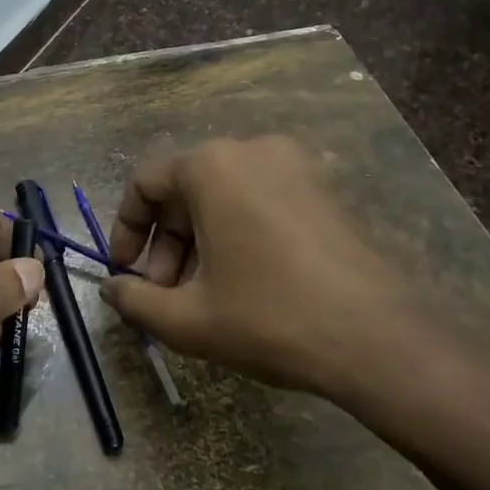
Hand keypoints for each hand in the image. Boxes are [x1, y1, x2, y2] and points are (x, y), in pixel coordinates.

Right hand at [100, 137, 438, 411]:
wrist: (378, 339)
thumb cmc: (269, 317)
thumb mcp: (187, 318)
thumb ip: (134, 300)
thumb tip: (111, 289)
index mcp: (212, 166)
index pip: (145, 182)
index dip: (126, 230)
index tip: (124, 272)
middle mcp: (252, 149)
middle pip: (186, 189)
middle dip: (166, 244)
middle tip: (163, 294)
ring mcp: (296, 165)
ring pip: (225, 197)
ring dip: (200, 242)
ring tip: (202, 295)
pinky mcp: (326, 189)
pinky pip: (262, 201)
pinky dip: (239, 234)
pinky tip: (244, 281)